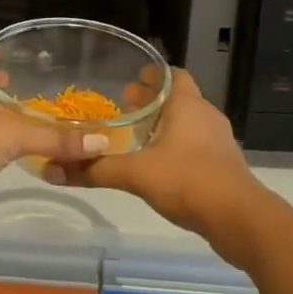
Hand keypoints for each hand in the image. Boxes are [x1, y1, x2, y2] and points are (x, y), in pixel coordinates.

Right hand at [44, 69, 265, 239]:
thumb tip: (52, 170)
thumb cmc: (188, 181)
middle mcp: (205, 114)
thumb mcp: (136, 174)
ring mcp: (219, 140)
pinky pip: (197, 145)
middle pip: (177, 97)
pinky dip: (178, 147)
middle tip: (124, 109)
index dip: (150, 75)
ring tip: (138, 138)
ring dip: (165, 125)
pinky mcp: (224, 165)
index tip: (127, 82)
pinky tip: (159, 166)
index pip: (170, 74)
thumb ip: (95, 170)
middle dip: (152, 101)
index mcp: (187, 103)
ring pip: (188, 122)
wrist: (240, 220)